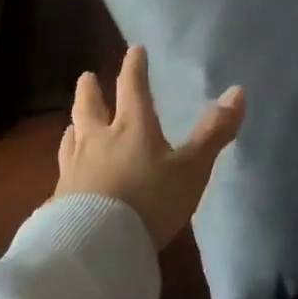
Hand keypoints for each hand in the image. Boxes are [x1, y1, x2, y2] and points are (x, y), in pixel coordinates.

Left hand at [54, 45, 245, 249]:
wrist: (96, 248)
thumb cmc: (149, 201)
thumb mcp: (191, 169)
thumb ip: (213, 133)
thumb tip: (238, 91)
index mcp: (132, 126)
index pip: (132, 87)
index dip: (134, 67)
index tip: (134, 50)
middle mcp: (99, 139)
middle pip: (90, 107)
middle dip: (90, 90)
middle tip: (87, 76)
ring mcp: (75, 169)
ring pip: (71, 137)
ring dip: (74, 124)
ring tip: (72, 123)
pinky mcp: (59, 199)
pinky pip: (62, 171)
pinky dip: (67, 162)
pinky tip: (66, 172)